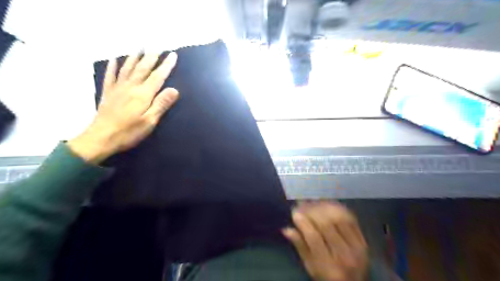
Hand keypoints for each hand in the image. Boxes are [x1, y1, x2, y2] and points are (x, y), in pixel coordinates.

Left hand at [68, 51, 179, 163]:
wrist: (100, 138)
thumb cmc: (129, 132)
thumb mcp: (150, 121)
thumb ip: (161, 104)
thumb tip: (174, 90)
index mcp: (143, 95)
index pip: (157, 77)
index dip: (166, 65)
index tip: (172, 55)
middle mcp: (130, 87)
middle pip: (143, 68)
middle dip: (151, 57)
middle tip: (157, 46)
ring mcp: (117, 89)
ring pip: (127, 69)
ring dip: (134, 57)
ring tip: (139, 47)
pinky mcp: (108, 93)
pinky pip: (110, 76)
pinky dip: (113, 66)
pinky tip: (114, 60)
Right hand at [283, 202, 368, 280]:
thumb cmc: (327, 276)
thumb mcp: (310, 267)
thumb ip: (300, 247)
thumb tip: (286, 229)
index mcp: (329, 267)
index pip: (314, 238)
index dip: (303, 222)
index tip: (294, 212)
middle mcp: (346, 256)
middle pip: (326, 224)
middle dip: (311, 211)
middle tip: (301, 204)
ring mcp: (357, 247)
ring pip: (338, 217)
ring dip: (323, 207)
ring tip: (312, 203)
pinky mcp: (363, 240)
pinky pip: (350, 217)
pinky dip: (336, 208)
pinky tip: (326, 204)